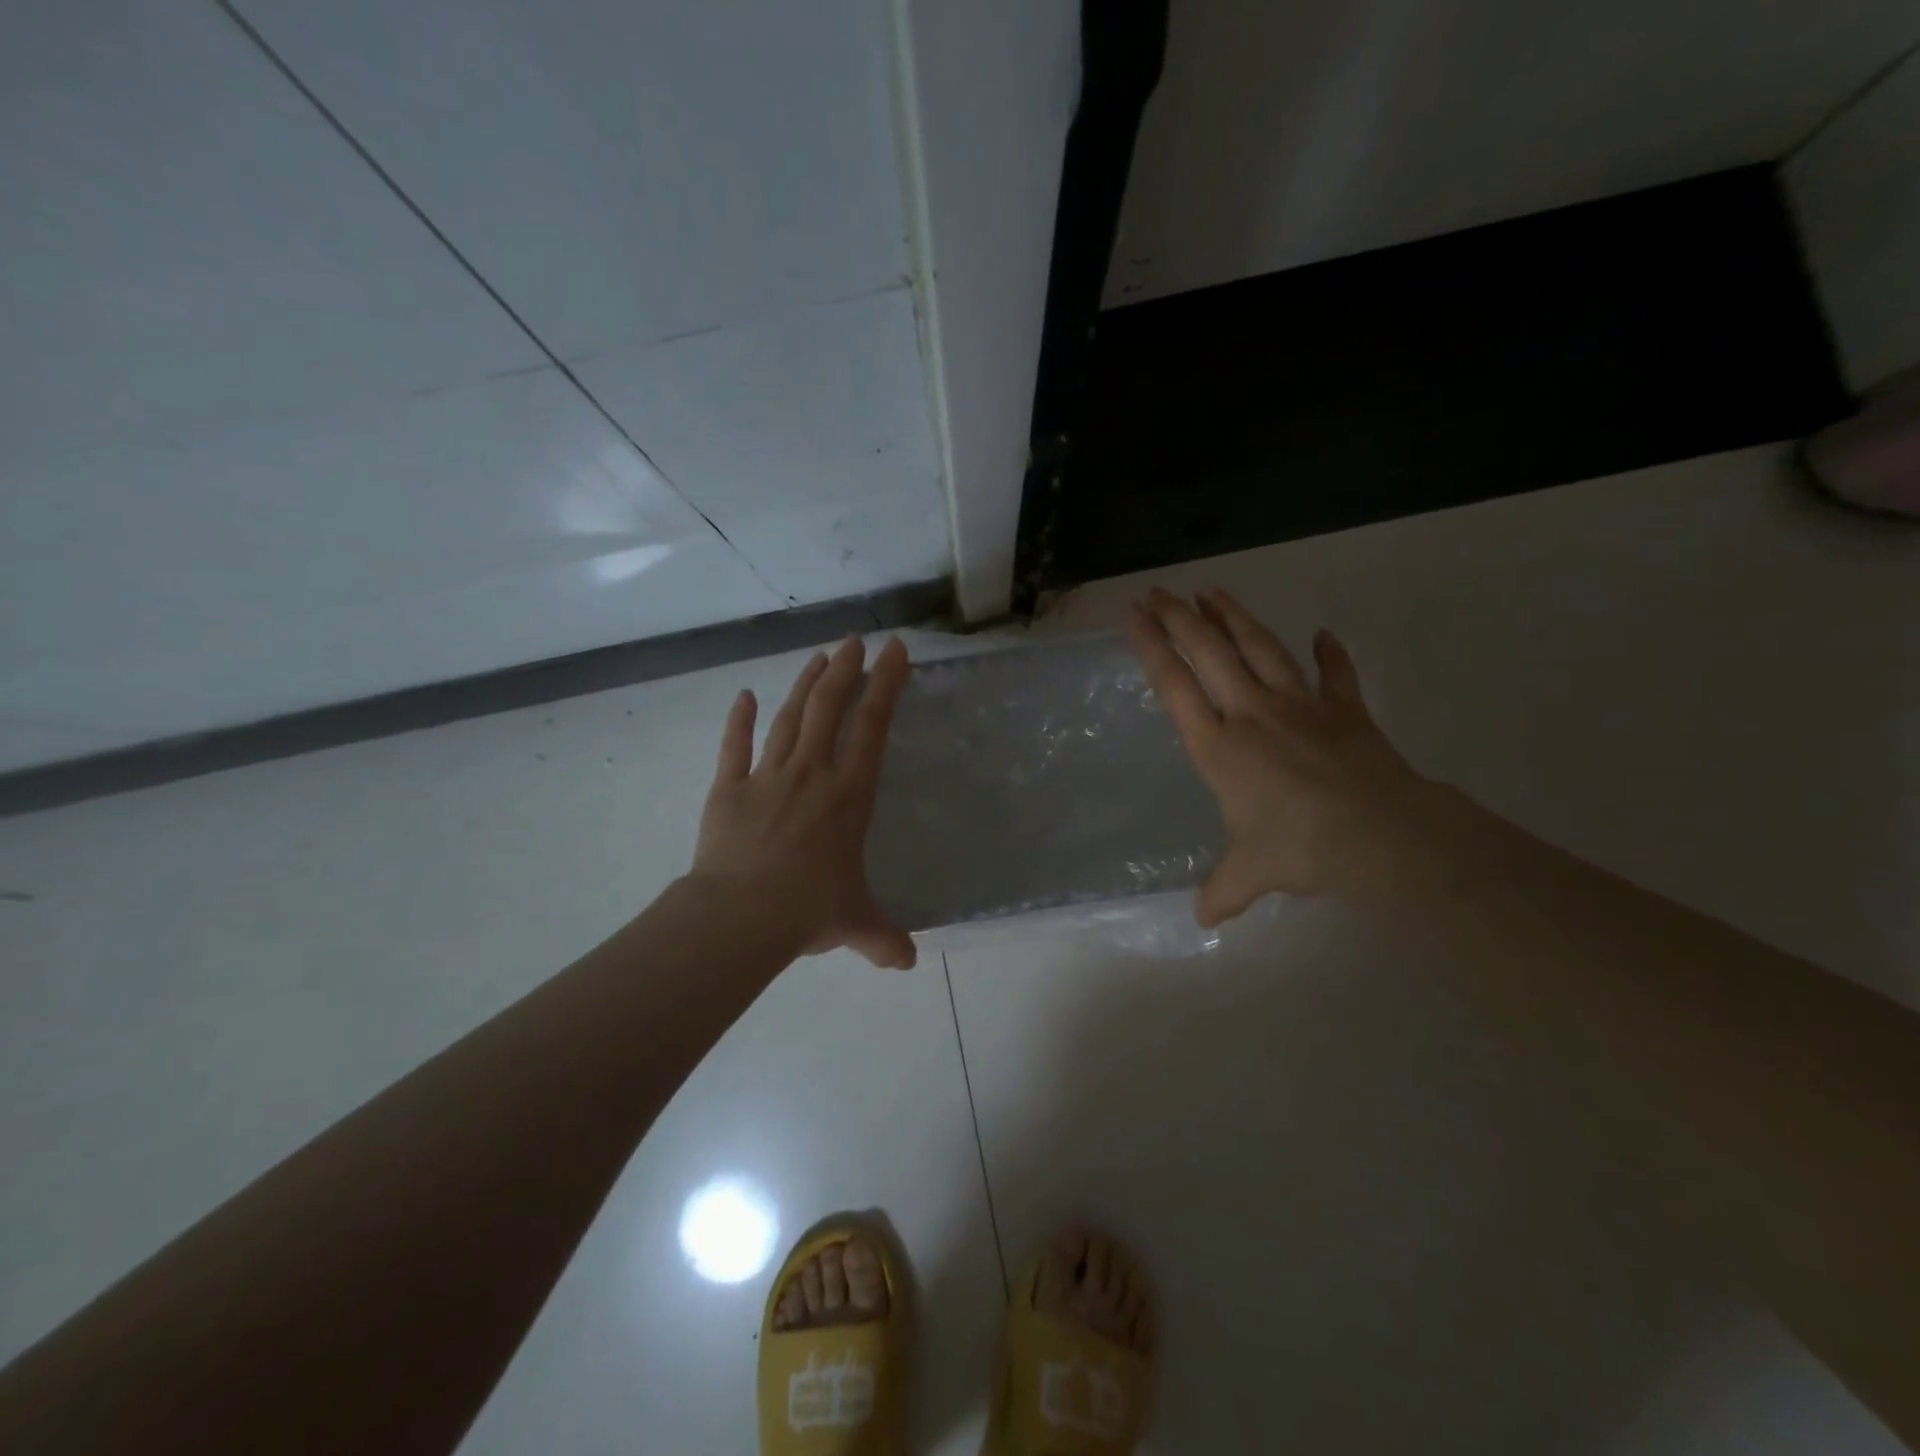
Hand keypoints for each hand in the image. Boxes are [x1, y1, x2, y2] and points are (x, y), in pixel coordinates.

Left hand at [690, 636, 916, 968]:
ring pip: (789, 717)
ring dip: (805, 685)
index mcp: (848, 796)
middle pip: (829, 707)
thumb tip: (907, 963)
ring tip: (818, 657)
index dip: (886, 685)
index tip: (894, 652)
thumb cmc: (807, 911)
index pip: (873, 727)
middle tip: (854, 641)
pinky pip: (734, 747)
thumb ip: (883, 938)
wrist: (739, 917)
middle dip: (845, 669)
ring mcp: (767, 777)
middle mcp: (811, 774)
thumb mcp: (856, 924)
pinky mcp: (729, 789)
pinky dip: (738, 720)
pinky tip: (742, 695)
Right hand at [1128, 588, 1430, 920]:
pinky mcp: (1345, 710)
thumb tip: (1203, 920)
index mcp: (1219, 745)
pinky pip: (1335, 674)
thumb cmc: (1300, 847)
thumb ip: (1222, 891)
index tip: (1134, 614)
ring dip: (1235, 617)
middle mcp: (1252, 713)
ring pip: (1261, 647)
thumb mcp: (1251, 873)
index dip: (1151, 646)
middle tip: (1159, 590)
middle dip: (1180, 617)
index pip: (1175, 685)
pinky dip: (1331, 653)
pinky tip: (1324, 633)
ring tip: (1213, 591)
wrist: (1380, 834)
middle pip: (1210, 651)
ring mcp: (1300, 705)